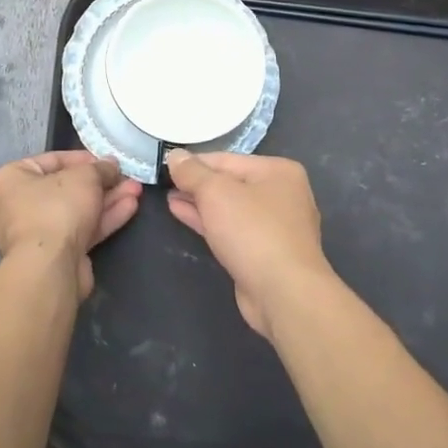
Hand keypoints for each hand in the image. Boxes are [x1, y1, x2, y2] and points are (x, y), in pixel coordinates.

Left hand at [0, 150, 140, 297]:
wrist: (49, 268)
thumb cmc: (56, 209)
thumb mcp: (83, 176)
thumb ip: (100, 168)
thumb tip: (110, 165)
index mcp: (10, 180)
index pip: (50, 161)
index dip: (83, 159)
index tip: (107, 161)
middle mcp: (17, 206)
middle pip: (66, 188)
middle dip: (101, 183)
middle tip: (126, 177)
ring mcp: (36, 234)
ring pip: (77, 211)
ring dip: (107, 200)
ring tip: (136, 190)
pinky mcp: (55, 255)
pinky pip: (81, 230)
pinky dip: (104, 219)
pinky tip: (130, 207)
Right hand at [164, 151, 332, 339]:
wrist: (283, 292)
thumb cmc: (252, 231)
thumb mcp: (216, 193)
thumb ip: (192, 172)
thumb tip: (175, 155)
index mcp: (278, 171)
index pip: (227, 159)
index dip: (193, 162)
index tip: (164, 165)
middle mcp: (282, 194)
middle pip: (230, 183)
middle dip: (197, 184)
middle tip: (164, 183)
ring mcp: (275, 226)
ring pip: (230, 208)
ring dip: (199, 203)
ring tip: (169, 198)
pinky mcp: (264, 252)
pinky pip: (231, 229)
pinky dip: (208, 222)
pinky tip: (183, 214)